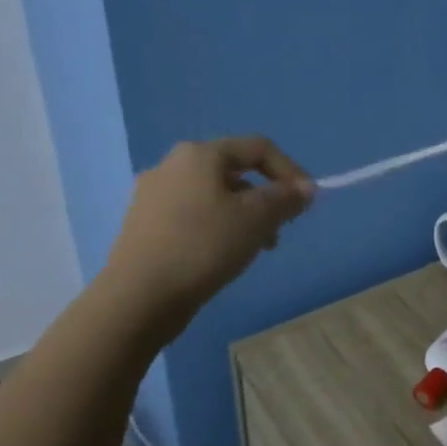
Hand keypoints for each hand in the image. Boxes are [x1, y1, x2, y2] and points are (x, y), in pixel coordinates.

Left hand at [101, 137, 314, 338]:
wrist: (139, 297)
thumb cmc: (204, 246)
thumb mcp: (257, 219)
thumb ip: (286, 199)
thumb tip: (305, 189)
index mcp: (199, 154)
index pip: (258, 148)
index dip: (290, 171)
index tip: (307, 202)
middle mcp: (172, 165)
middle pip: (235, 172)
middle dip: (266, 197)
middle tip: (282, 228)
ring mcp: (152, 195)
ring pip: (214, 196)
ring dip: (244, 215)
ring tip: (256, 248)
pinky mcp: (144, 225)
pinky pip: (193, 215)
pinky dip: (217, 227)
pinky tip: (223, 256)